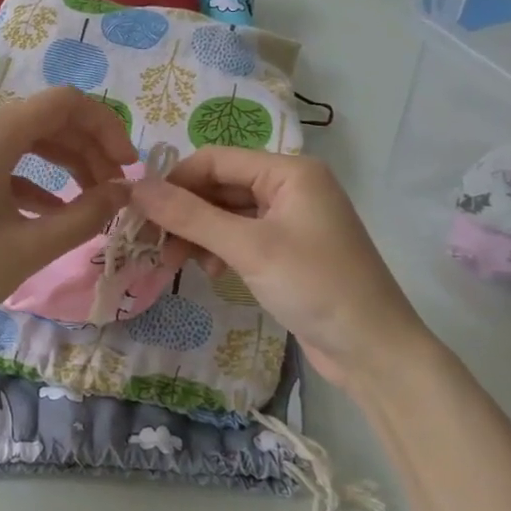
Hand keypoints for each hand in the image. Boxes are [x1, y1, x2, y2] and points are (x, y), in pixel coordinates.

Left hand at [0, 87, 136, 352]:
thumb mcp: (28, 248)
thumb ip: (85, 215)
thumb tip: (124, 192)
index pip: (64, 103)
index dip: (107, 127)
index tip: (129, 169)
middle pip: (44, 119)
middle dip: (88, 149)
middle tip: (116, 191)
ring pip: (22, 140)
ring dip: (62, 163)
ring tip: (92, 201)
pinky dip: (30, 178)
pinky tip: (50, 211)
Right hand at [133, 150, 439, 391]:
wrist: (374, 351)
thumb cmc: (315, 287)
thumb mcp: (249, 248)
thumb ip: (190, 215)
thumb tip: (136, 186)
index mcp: (289, 171)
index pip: (214, 159)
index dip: (174, 182)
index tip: (139, 213)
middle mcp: (290, 186)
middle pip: (219, 185)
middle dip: (185, 212)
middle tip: (152, 244)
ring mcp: (290, 219)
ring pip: (227, 213)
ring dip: (198, 233)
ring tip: (175, 262)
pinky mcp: (288, 250)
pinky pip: (241, 236)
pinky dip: (219, 249)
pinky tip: (209, 271)